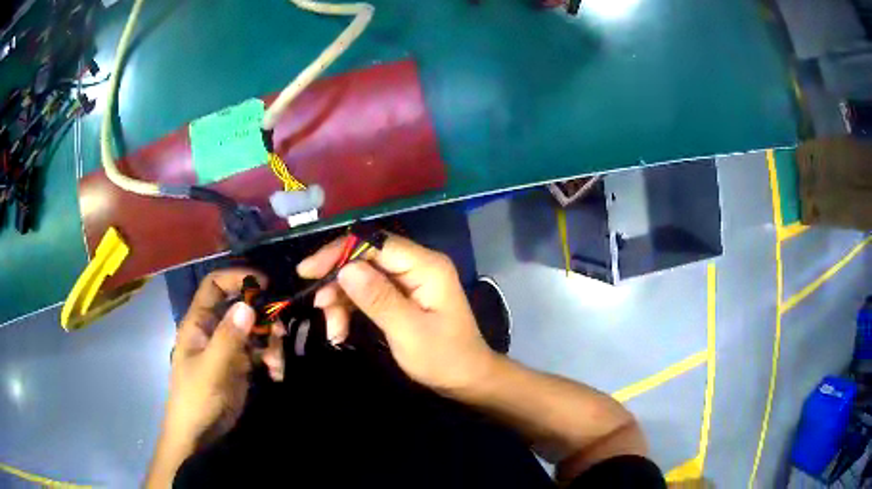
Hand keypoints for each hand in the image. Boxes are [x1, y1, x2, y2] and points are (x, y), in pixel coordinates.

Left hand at [147, 269, 284, 486]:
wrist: (200, 434)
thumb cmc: (197, 398)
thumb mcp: (211, 368)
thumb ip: (228, 338)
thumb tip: (248, 305)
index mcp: (199, 323)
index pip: (215, 286)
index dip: (237, 278)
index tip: (265, 284)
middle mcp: (214, 330)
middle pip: (241, 308)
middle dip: (263, 317)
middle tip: (280, 331)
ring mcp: (228, 348)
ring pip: (254, 331)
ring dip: (271, 343)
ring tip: (278, 364)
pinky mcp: (240, 366)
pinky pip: (260, 353)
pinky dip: (272, 360)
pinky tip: (277, 374)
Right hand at [297, 234, 495, 392]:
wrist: (467, 379)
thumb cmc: (443, 358)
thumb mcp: (408, 332)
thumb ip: (378, 299)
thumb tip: (345, 269)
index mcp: (426, 266)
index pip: (375, 244)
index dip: (338, 253)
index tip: (307, 271)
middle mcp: (417, 265)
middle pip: (365, 258)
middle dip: (338, 282)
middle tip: (320, 308)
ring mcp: (409, 280)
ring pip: (362, 276)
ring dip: (341, 300)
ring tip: (333, 329)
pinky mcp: (402, 295)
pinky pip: (368, 292)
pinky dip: (351, 308)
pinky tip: (340, 329)